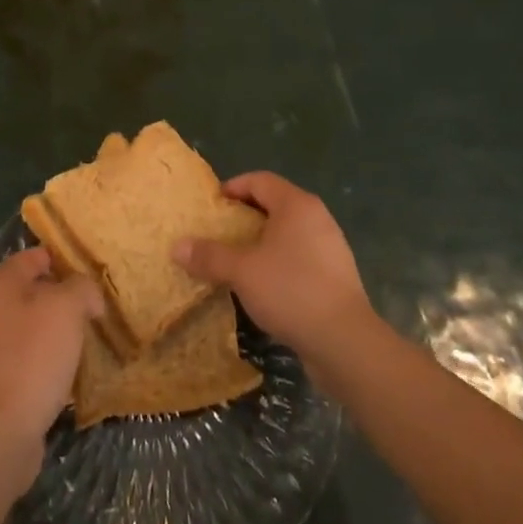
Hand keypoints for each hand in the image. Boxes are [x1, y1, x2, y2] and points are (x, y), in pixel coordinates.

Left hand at [0, 247, 101, 485]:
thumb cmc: (32, 356)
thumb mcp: (66, 308)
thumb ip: (81, 288)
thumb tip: (87, 294)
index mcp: (2, 283)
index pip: (37, 255)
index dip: (66, 260)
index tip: (95, 274)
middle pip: (35, 291)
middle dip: (66, 298)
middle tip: (98, 309)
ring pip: (34, 326)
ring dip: (60, 331)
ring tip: (90, 340)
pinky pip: (30, 358)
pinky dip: (50, 361)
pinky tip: (71, 372)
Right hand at [174, 172, 372, 367]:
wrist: (345, 342)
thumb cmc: (290, 290)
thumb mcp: (241, 272)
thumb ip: (209, 256)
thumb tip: (177, 247)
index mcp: (296, 205)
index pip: (260, 181)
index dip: (233, 187)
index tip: (211, 206)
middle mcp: (317, 218)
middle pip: (275, 204)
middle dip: (245, 216)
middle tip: (218, 233)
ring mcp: (330, 247)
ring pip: (288, 233)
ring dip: (261, 242)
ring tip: (236, 260)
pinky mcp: (336, 276)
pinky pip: (300, 257)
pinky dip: (278, 263)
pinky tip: (262, 286)